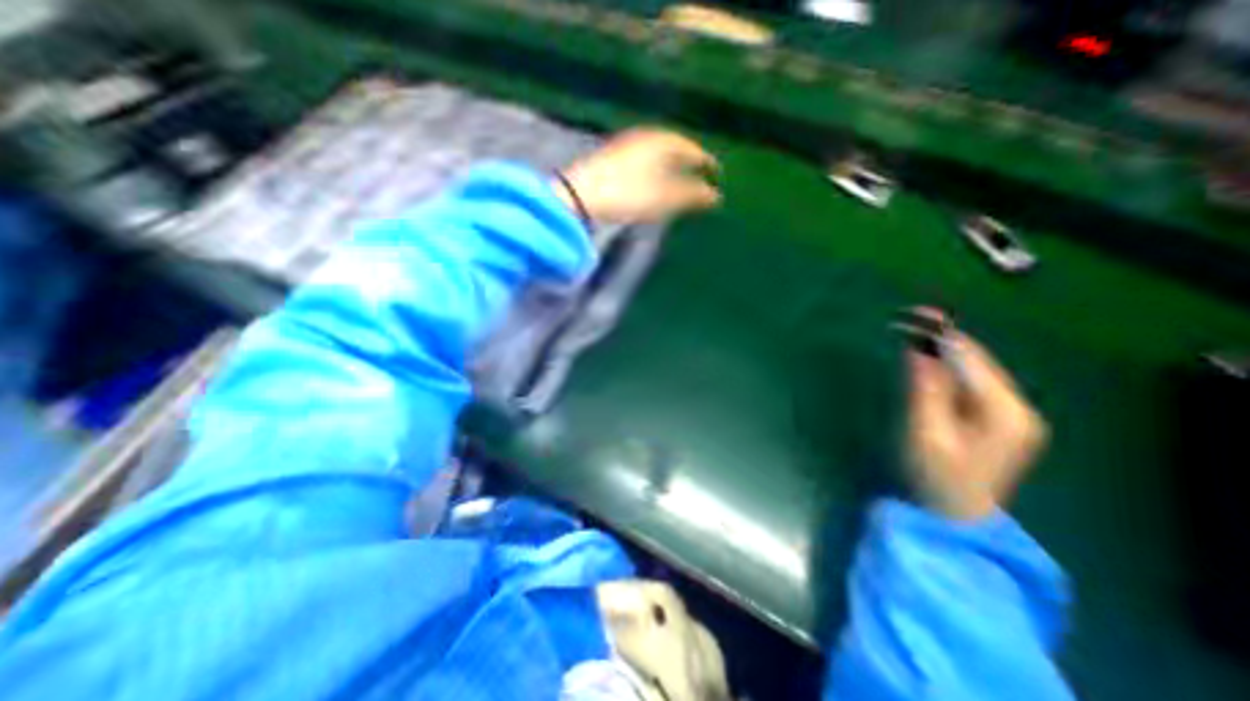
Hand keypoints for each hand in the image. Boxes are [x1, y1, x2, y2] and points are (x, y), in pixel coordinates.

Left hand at [557, 126, 723, 222]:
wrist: (579, 195)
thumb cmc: (627, 194)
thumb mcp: (663, 197)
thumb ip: (690, 195)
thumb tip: (715, 196)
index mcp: (661, 142)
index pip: (690, 147)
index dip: (704, 160)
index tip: (715, 171)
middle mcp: (645, 138)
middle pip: (673, 147)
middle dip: (687, 160)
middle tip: (699, 174)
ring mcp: (626, 146)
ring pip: (656, 153)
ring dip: (670, 165)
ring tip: (679, 179)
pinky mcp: (612, 158)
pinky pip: (643, 160)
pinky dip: (654, 169)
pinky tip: (652, 181)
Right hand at [909, 312, 1047, 521]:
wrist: (953, 515)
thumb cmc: (934, 477)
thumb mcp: (924, 433)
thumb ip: (924, 389)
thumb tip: (917, 348)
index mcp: (1005, 412)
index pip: (970, 359)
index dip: (940, 333)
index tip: (911, 313)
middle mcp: (1017, 407)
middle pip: (977, 359)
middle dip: (942, 336)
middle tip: (908, 317)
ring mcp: (1010, 414)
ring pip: (975, 368)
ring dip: (943, 348)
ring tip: (913, 331)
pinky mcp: (997, 419)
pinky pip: (971, 381)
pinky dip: (947, 365)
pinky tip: (928, 359)